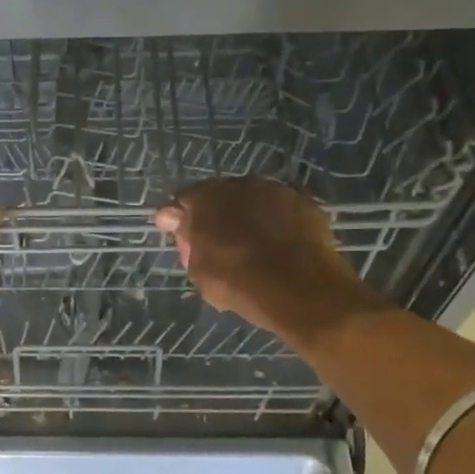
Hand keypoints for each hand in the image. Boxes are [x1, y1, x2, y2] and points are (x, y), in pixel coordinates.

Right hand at [155, 178, 385, 347]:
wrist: (297, 288)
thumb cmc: (236, 282)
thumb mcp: (198, 268)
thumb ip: (185, 238)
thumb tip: (170, 217)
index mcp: (205, 199)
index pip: (185, 201)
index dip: (182, 219)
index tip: (185, 238)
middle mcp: (238, 185)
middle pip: (221, 196)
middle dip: (218, 215)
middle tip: (220, 243)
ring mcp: (274, 189)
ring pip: (254, 199)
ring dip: (250, 215)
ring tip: (255, 243)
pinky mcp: (304, 201)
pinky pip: (283, 208)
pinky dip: (278, 220)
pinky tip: (281, 242)